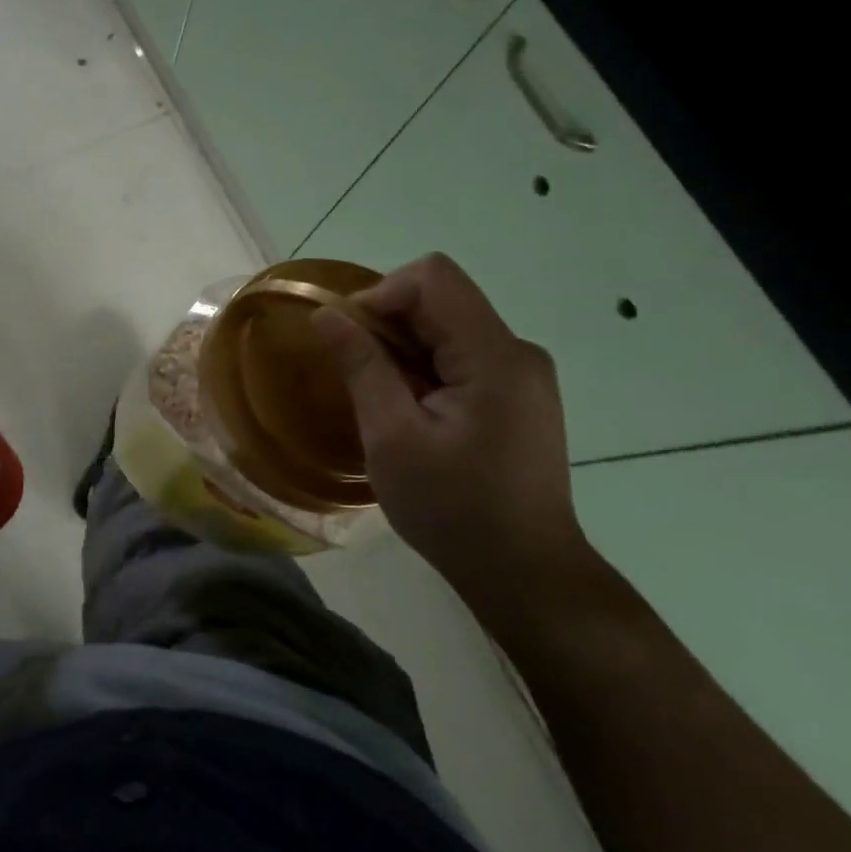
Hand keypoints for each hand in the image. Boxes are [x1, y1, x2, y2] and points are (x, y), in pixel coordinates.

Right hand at [313, 254, 590, 612]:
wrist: (525, 574)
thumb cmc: (453, 508)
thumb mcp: (392, 436)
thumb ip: (361, 366)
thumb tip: (325, 314)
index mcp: (494, 356)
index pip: (433, 278)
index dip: (380, 294)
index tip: (350, 340)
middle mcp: (516, 352)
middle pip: (441, 300)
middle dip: (388, 325)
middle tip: (358, 378)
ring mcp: (522, 374)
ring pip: (448, 328)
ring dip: (403, 350)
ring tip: (383, 403)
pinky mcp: (518, 395)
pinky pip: (461, 356)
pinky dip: (424, 369)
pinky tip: (411, 413)